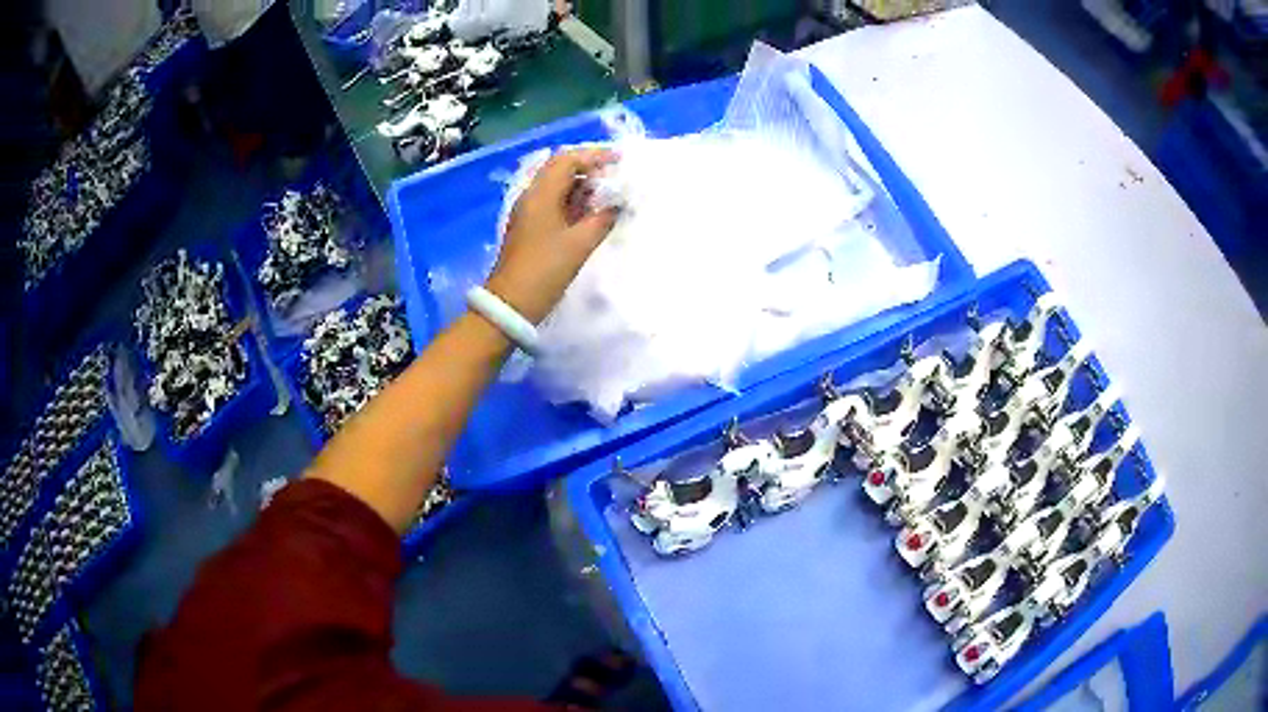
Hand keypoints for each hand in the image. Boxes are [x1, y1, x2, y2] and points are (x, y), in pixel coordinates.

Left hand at [485, 147, 618, 323]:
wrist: (511, 303)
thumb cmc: (545, 270)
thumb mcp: (580, 244)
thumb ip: (603, 219)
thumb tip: (618, 204)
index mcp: (540, 194)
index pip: (567, 160)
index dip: (594, 155)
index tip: (619, 160)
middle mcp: (532, 197)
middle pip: (561, 170)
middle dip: (589, 169)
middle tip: (616, 177)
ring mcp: (529, 213)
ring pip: (557, 187)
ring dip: (583, 186)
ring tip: (609, 194)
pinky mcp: (531, 228)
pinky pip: (554, 204)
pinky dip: (574, 202)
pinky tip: (592, 213)